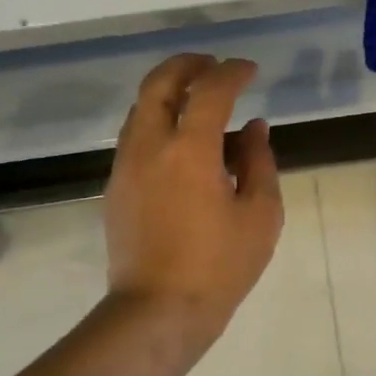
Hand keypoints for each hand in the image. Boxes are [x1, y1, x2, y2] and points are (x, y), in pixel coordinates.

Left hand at [104, 54, 283, 357]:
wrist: (157, 311)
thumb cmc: (219, 266)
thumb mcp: (260, 214)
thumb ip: (259, 162)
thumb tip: (253, 128)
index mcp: (190, 149)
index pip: (210, 90)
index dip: (232, 72)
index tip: (250, 70)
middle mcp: (150, 146)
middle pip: (159, 83)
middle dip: (187, 64)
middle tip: (213, 65)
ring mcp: (126, 165)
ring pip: (141, 107)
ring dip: (168, 91)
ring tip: (198, 100)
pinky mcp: (115, 187)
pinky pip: (135, 135)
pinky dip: (157, 120)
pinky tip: (181, 141)